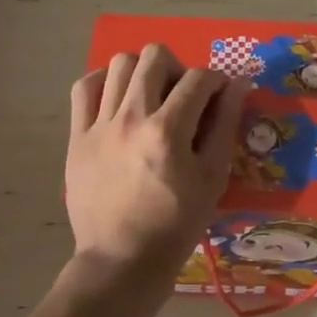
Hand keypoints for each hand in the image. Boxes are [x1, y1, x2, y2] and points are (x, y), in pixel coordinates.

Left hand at [65, 44, 247, 292]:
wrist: (122, 260)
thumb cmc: (176, 224)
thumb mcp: (212, 178)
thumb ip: (226, 125)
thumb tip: (239, 83)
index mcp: (168, 131)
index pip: (199, 78)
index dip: (217, 80)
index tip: (220, 95)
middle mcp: (131, 117)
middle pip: (154, 57)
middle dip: (178, 67)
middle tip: (183, 96)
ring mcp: (99, 125)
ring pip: (119, 64)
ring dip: (142, 72)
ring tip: (150, 97)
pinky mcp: (77, 137)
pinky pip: (84, 88)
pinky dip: (103, 83)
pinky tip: (117, 100)